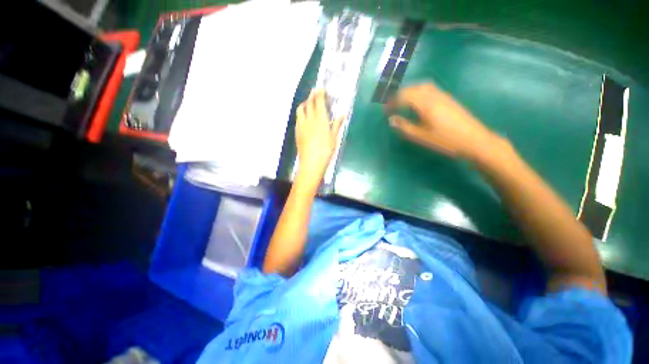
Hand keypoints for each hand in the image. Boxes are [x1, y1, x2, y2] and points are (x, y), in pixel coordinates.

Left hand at [295, 89, 343, 183]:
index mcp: (321, 120)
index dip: (320, 93)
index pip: (319, 102)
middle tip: (315, 92)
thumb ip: (337, 125)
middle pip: (309, 103)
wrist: (311, 162)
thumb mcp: (334, 138)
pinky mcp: (297, 131)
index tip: (320, 88)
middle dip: (312, 95)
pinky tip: (304, 118)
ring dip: (305, 103)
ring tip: (308, 104)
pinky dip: (301, 114)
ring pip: (301, 109)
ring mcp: (301, 125)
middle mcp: (310, 119)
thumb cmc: (326, 151)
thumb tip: (342, 114)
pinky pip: (298, 118)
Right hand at [385, 83, 497, 160]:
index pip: (404, 96)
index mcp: (425, 104)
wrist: (474, 140)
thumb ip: (404, 127)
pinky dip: (419, 92)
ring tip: (402, 101)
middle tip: (391, 104)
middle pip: (413, 88)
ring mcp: (443, 95)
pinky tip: (418, 102)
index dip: (392, 101)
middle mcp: (434, 95)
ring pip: (422, 86)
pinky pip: (430, 89)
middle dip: (399, 94)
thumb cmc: (445, 140)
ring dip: (410, 91)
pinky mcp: (448, 98)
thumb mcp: (421, 136)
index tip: (385, 109)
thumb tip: (391, 119)